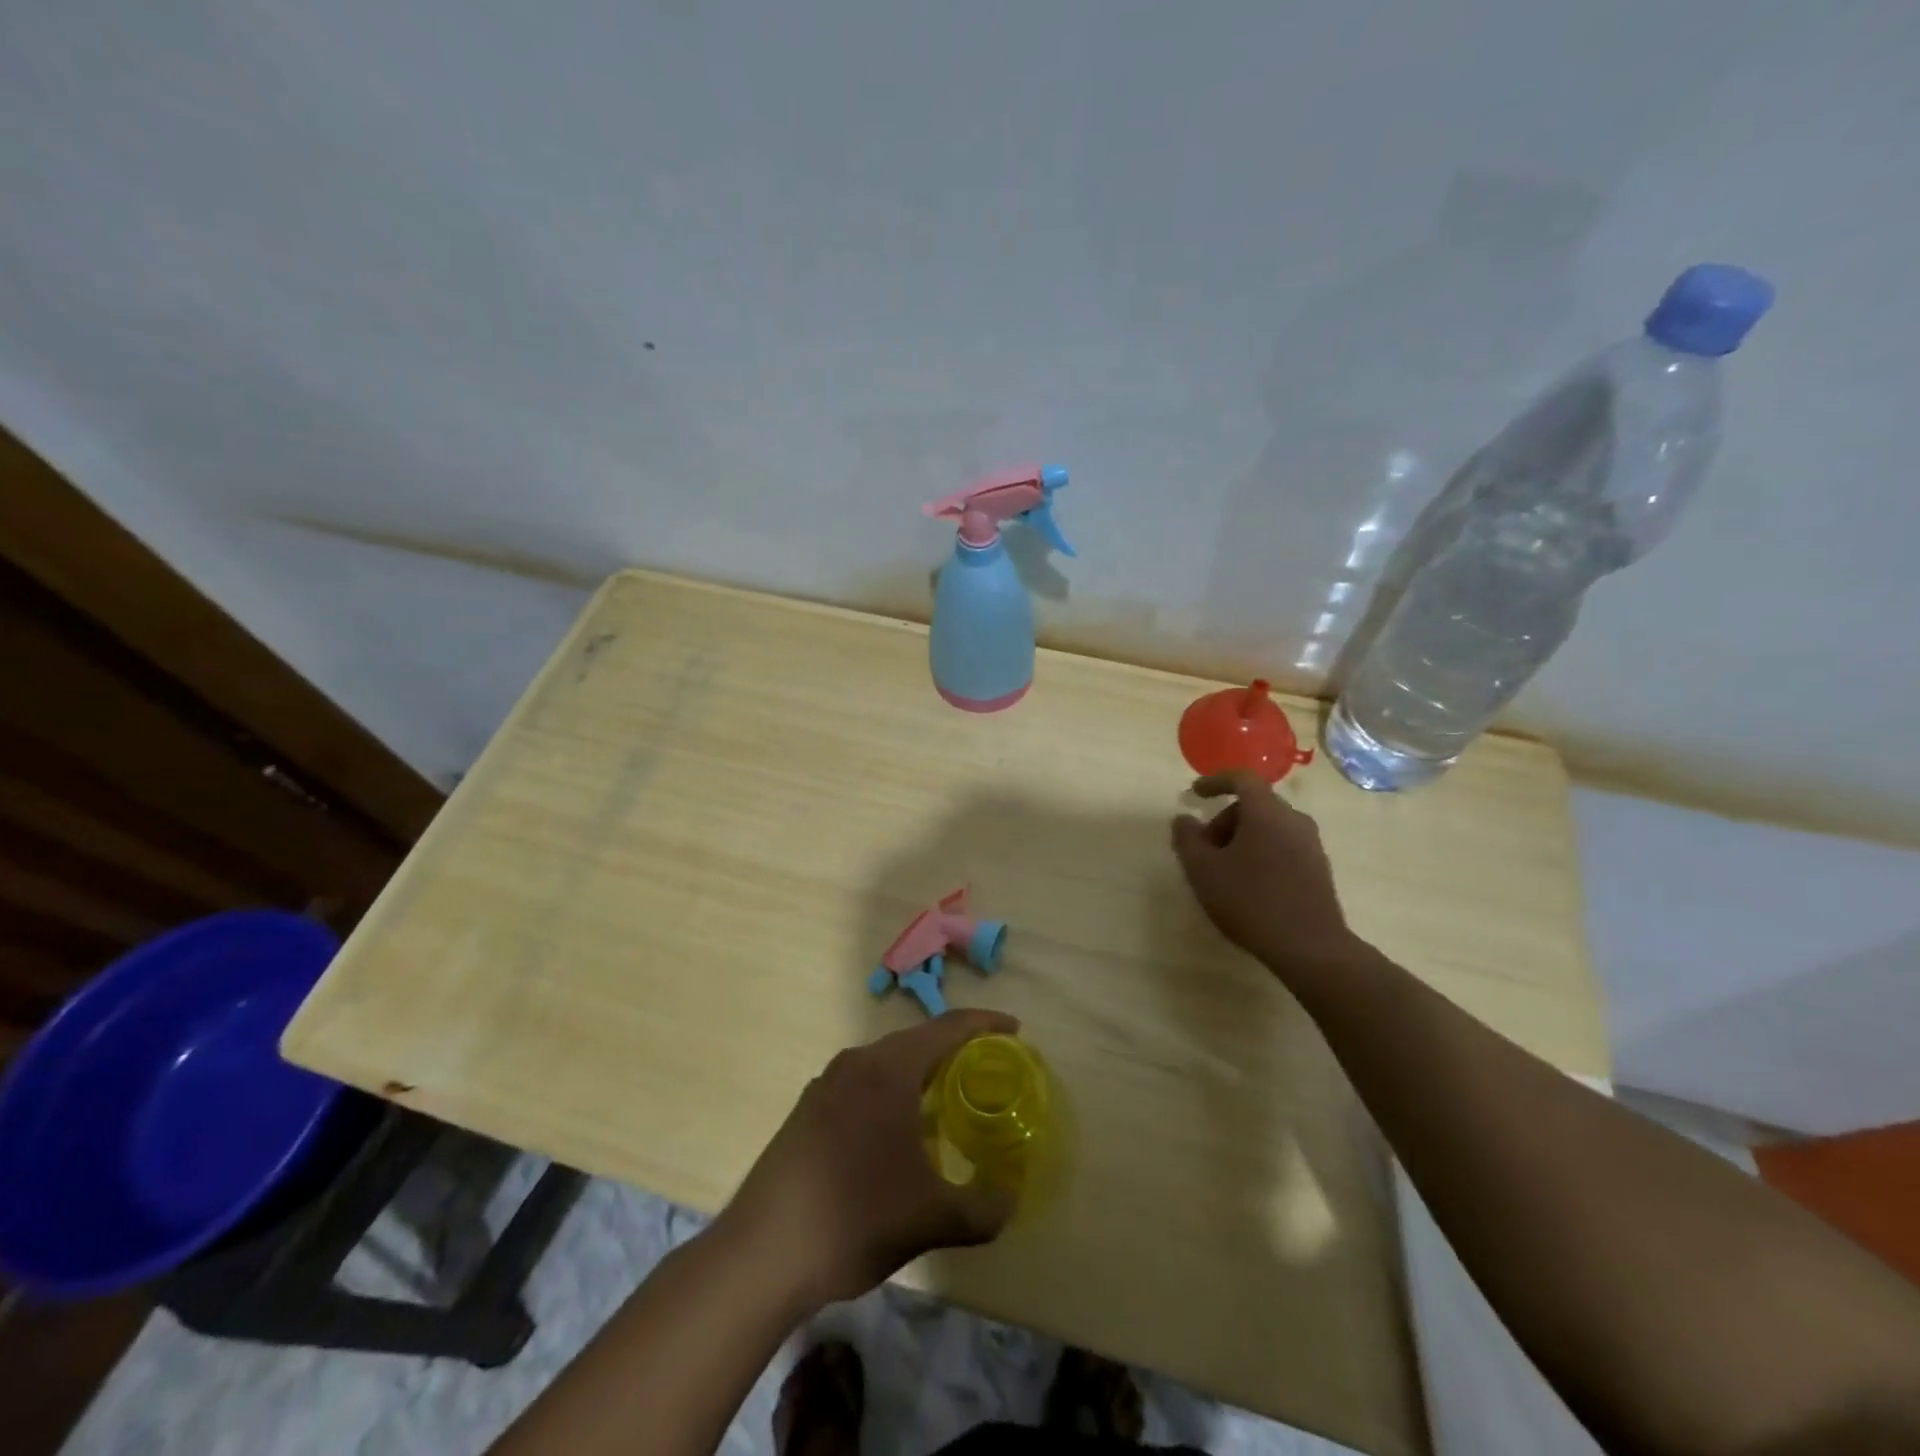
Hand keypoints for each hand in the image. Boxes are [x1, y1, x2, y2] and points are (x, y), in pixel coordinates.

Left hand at [718, 1010, 1018, 1308]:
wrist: (761, 1254)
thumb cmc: (855, 1219)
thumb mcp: (931, 1219)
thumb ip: (983, 1209)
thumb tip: (1011, 1200)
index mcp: (888, 1069)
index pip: (947, 1028)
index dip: (985, 1024)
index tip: (1014, 1030)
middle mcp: (855, 1063)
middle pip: (916, 1042)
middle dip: (954, 1051)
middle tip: (986, 1073)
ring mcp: (825, 1085)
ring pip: (885, 1065)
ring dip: (919, 1076)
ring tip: (946, 1105)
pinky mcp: (806, 1112)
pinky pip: (861, 1086)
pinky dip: (890, 1095)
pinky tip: (896, 1137)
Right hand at [1170, 771, 1361, 984]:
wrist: (1310, 947)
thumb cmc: (1250, 901)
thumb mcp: (1203, 870)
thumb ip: (1187, 839)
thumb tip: (1183, 819)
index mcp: (1266, 812)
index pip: (1241, 779)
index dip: (1215, 781)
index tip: (1195, 793)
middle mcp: (1293, 820)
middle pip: (1254, 805)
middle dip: (1224, 820)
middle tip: (1204, 849)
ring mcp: (1311, 844)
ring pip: (1269, 827)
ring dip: (1242, 839)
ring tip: (1224, 871)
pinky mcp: (1319, 868)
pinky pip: (1283, 846)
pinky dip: (1261, 853)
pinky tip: (1249, 885)